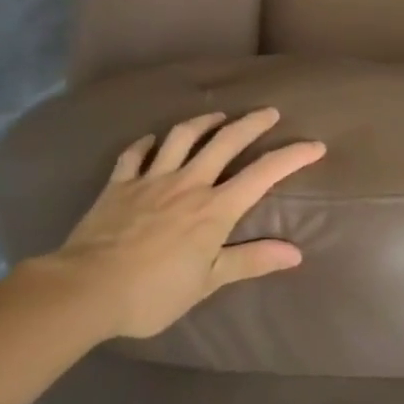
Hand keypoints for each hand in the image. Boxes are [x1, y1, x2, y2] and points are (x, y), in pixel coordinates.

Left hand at [41, 108, 324, 339]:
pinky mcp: (119, 183)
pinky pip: (134, 154)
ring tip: (217, 117)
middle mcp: (189, 183)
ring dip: (203, 123)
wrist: (87, 288)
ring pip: (182, 137)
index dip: (292, 156)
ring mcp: (151, 179)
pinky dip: (146, 143)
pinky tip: (152, 140)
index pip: (263, 174)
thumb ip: (251, 261)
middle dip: (252, 123)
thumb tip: (295, 253)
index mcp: (215, 208)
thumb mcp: (208, 281)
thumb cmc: (153, 291)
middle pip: (226, 141)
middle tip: (268, 111)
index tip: (315, 144)